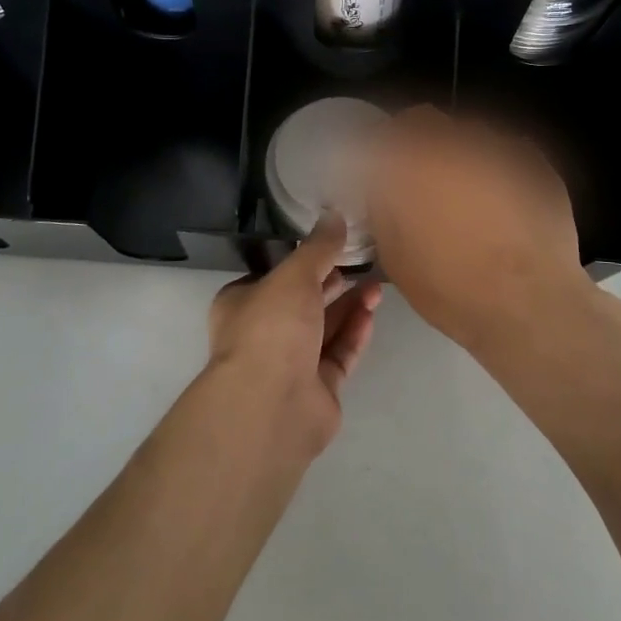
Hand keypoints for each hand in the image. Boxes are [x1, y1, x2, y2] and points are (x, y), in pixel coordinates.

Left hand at [207, 215, 379, 456]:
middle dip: (332, 283)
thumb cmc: (272, 328)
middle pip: (303, 303)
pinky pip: (338, 355)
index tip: (331, 246)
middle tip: (362, 263)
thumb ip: (318, 247)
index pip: (273, 276)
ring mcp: (290, 364)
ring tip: (377, 285)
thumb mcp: (295, 275)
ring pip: (324, 329)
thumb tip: (335, 215)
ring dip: (349, 307)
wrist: (272, 405)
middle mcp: (263, 333)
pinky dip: (354, 334)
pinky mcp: (316, 390)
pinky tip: (372, 314)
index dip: (302, 262)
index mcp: (242, 304)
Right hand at [368, 105, 602, 353]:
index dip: (384, 147)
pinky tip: (505, 204)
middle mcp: (456, 143)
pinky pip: (507, 153)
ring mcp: (501, 149)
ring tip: (470, 194)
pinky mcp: (537, 164)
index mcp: (415, 161)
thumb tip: (383, 185)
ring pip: (471, 135)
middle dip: (422, 145)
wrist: (533, 307)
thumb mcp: (395, 255)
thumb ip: (382, 207)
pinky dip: (499, 169)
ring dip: (462, 155)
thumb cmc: (453, 288)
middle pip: (430, 123)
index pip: (389, 131)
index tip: (385, 169)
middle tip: (425, 181)